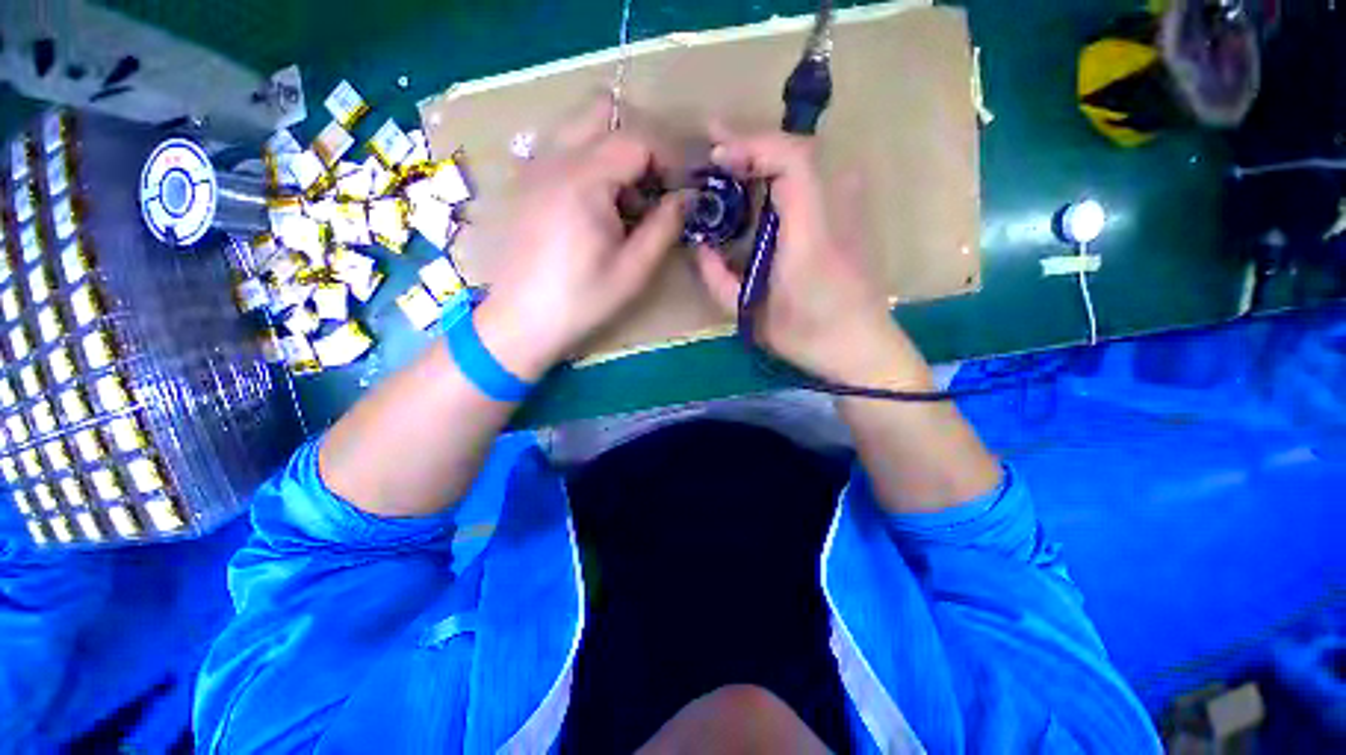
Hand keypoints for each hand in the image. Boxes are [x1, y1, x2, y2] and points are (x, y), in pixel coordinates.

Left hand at [475, 97, 686, 380]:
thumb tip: (686, 198)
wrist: (522, 321)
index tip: (681, 190)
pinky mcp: (526, 182)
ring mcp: (534, 166)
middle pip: (603, 112)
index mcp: (584, 180)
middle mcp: (554, 158)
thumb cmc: (581, 300)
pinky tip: (595, 204)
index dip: (668, 159)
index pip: (637, 140)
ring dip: (610, 148)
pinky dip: (587, 159)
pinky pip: (561, 147)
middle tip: (652, 186)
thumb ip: (664, 227)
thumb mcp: (634, 270)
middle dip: (637, 142)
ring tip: (624, 198)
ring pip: (579, 125)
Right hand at [695, 125, 924, 386]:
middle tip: (714, 145)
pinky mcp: (849, 218)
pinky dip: (783, 170)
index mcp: (811, 236)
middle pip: (800, 150)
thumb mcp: (752, 316)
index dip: (752, 147)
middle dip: (753, 142)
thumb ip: (718, 279)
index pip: (793, 163)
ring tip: (732, 159)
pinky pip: (815, 178)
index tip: (716, 158)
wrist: (862, 347)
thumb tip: (699, 247)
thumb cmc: (807, 336)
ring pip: (809, 160)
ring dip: (767, 153)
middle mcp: (836, 211)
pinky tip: (761, 182)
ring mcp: (848, 211)